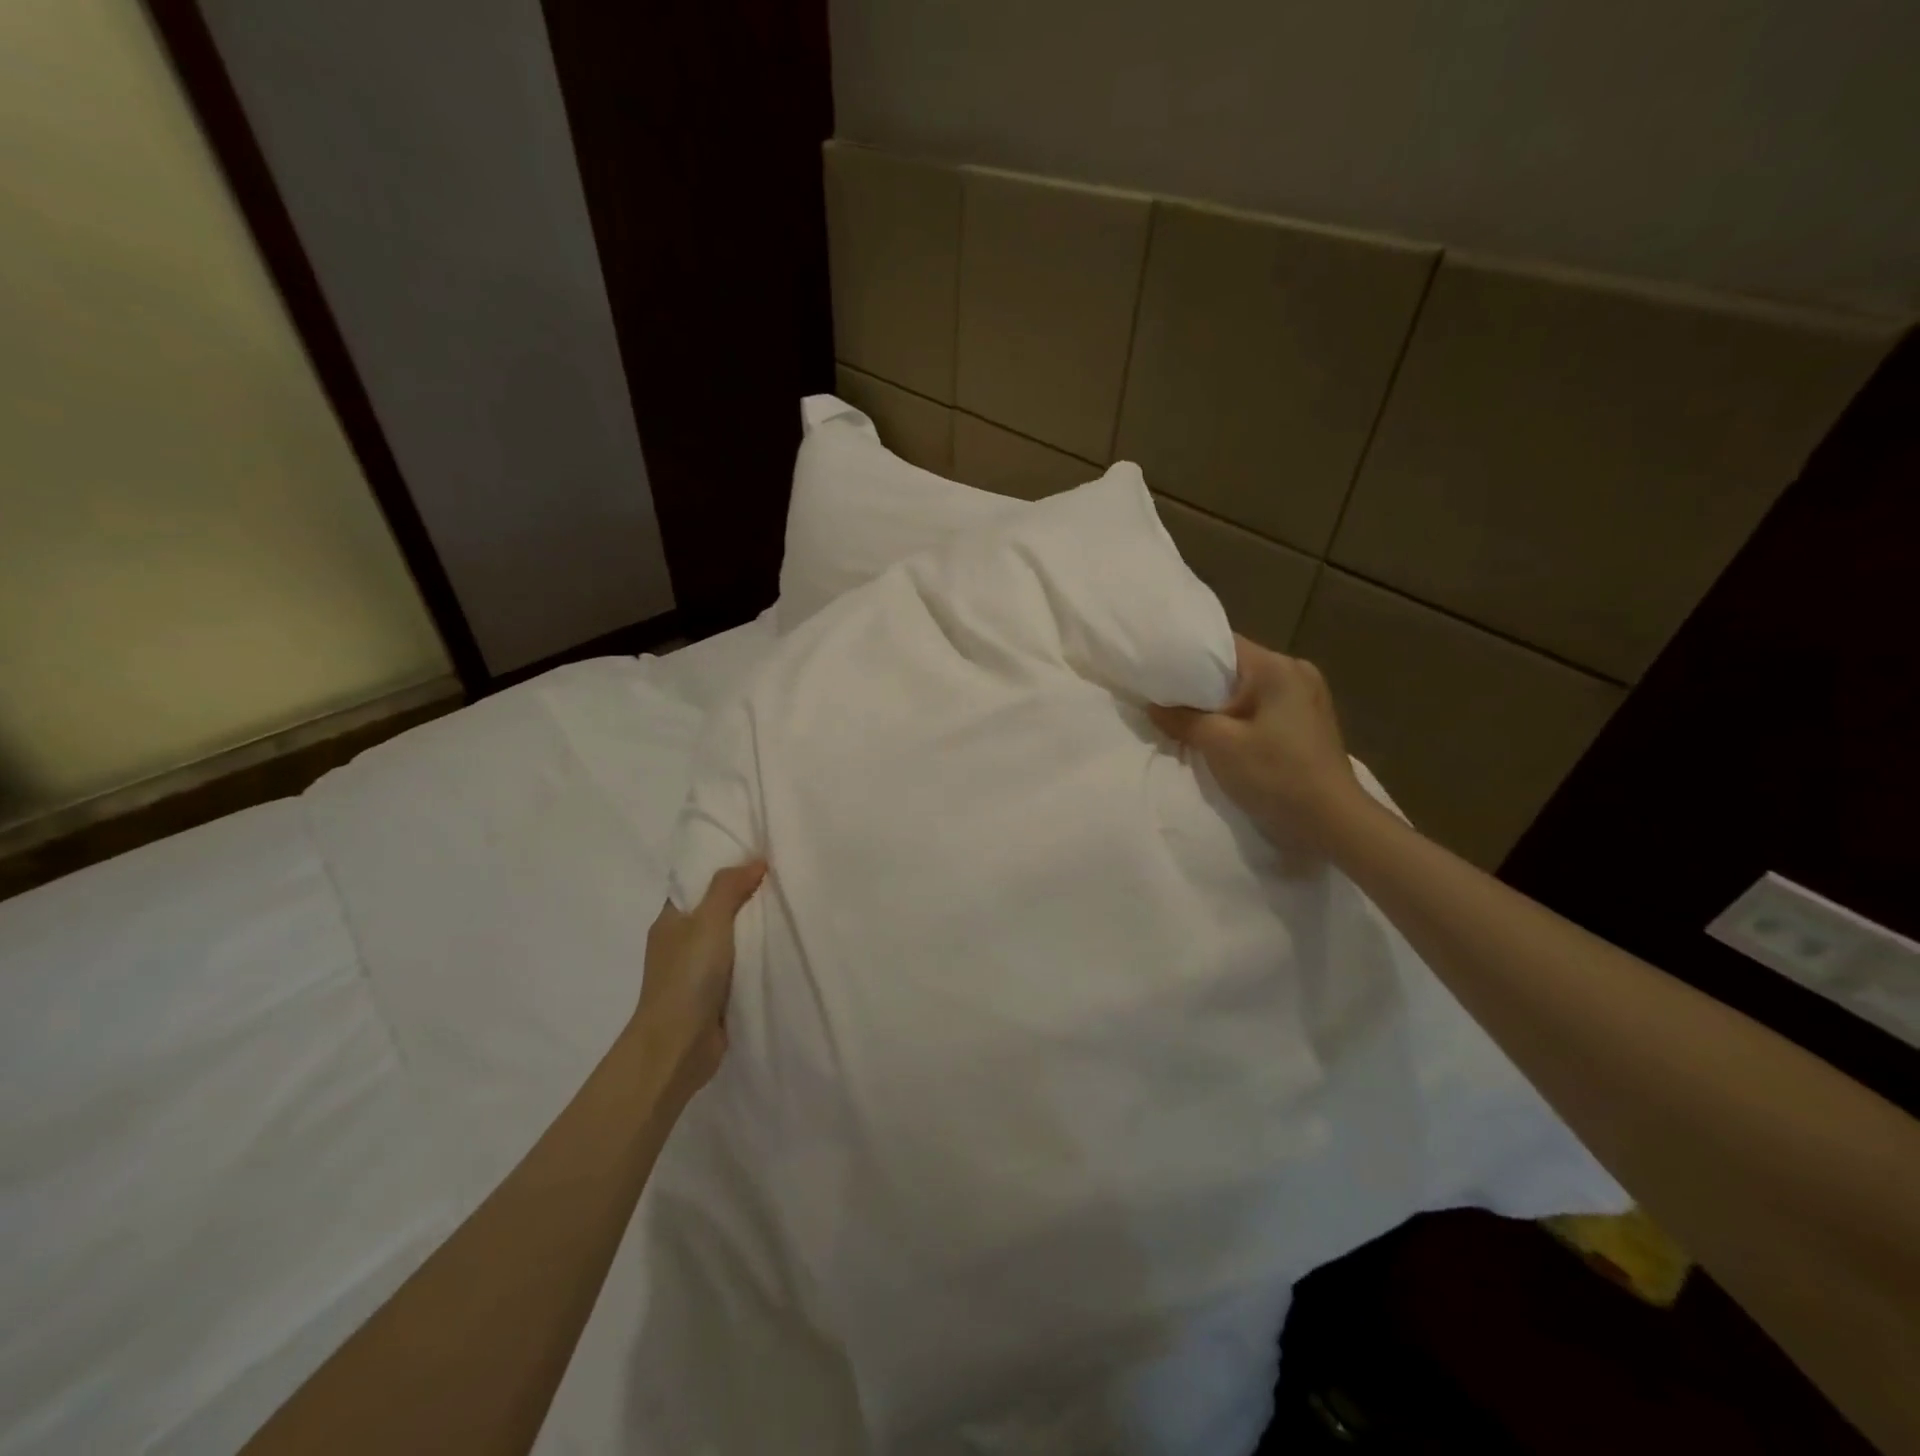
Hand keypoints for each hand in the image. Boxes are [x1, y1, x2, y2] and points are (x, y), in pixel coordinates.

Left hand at [632, 860, 766, 1096]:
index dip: (722, 869)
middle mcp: (681, 942)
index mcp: (670, 920)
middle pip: (716, 910)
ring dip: (754, 928)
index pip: (696, 884)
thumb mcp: (708, 921)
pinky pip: (740, 965)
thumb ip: (729, 888)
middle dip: (745, 897)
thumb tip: (755, 861)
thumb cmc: (687, 977)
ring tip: (790, 907)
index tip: (756, 856)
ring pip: (730, 939)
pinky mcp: (714, 995)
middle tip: (782, 878)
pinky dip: (757, 956)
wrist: (678, 1046)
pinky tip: (782, 946)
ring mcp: (696, 971)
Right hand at [1149, 635, 1370, 853]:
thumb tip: (1153, 706)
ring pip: (1250, 690)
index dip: (1187, 656)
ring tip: (1188, 719)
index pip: (1223, 645)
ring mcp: (1308, 697)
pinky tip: (1222, 735)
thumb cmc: (1276, 774)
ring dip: (1221, 704)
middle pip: (1236, 668)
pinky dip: (1241, 717)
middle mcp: (1297, 672)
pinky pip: (1264, 708)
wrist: (1332, 822)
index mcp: (1277, 667)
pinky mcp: (1309, 721)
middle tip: (1165, 698)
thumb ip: (1183, 719)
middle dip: (1201, 684)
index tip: (1159, 670)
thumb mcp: (1220, 744)